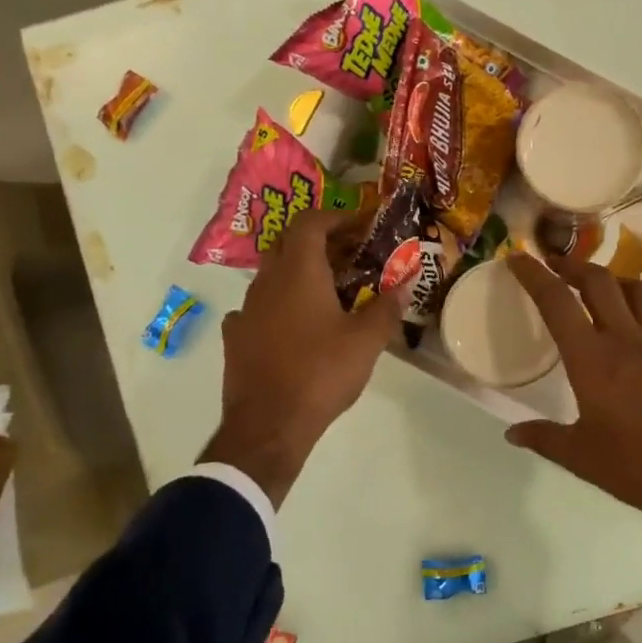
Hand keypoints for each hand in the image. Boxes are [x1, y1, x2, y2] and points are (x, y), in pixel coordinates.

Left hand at [199, 208, 401, 507]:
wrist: (269, 425)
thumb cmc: (321, 373)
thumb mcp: (366, 341)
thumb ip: (387, 307)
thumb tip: (405, 284)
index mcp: (298, 271)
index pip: (311, 222)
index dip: (337, 217)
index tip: (361, 225)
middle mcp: (266, 281)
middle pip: (290, 244)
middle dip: (321, 243)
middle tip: (351, 256)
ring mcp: (246, 309)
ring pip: (273, 275)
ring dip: (300, 273)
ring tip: (329, 292)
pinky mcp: (236, 337)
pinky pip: (259, 307)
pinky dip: (280, 305)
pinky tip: (295, 325)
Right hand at [504, 253, 641, 550]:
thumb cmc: (637, 467)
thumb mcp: (581, 457)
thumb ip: (544, 438)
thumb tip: (512, 433)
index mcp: (592, 359)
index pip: (557, 301)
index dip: (534, 274)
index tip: (518, 257)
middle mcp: (627, 338)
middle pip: (599, 281)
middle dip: (573, 265)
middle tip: (556, 265)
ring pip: (639, 289)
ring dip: (615, 280)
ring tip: (602, 289)